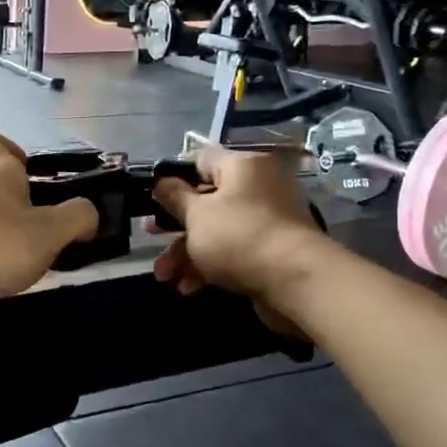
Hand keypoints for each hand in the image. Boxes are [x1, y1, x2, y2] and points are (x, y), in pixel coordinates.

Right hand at [151, 148, 324, 312]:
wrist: (295, 281)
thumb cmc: (238, 236)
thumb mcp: (196, 214)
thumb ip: (174, 197)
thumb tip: (162, 181)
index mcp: (242, 166)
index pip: (201, 159)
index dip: (173, 176)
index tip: (152, 196)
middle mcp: (258, 186)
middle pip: (207, 199)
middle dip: (175, 224)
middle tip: (151, 236)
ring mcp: (267, 219)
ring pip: (217, 229)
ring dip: (187, 252)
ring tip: (165, 276)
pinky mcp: (271, 250)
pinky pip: (233, 250)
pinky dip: (210, 265)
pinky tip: (189, 287)